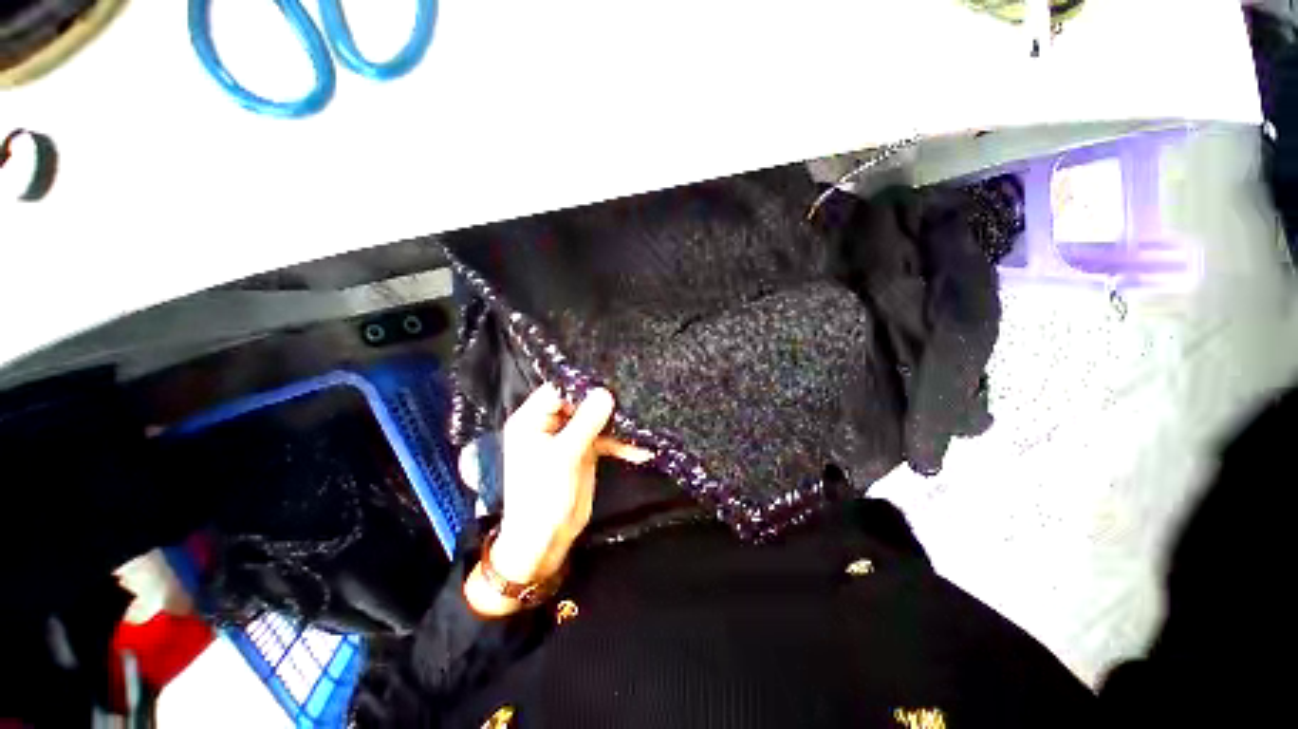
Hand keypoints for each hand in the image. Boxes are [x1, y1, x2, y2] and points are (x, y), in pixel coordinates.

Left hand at [464, 384, 650, 616]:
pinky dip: (620, 444)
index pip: (558, 390)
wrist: (546, 540)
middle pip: (580, 403)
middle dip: (605, 403)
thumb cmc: (543, 496)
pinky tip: (640, 450)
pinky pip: (604, 439)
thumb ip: (586, 423)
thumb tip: (606, 393)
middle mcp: (550, 424)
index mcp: (533, 420)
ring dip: (617, 424)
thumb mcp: (564, 456)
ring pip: (595, 420)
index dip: (582, 385)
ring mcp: (569, 437)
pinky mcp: (584, 451)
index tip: (611, 381)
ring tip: (640, 423)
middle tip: (631, 397)